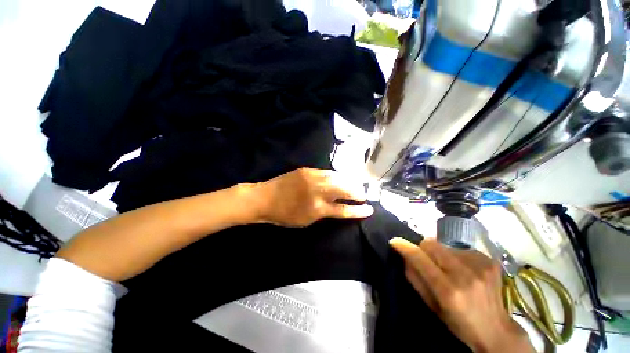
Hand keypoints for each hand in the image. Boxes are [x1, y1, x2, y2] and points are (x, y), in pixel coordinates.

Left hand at [252, 168, 373, 226]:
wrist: (264, 198)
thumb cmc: (284, 215)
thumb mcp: (306, 221)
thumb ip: (324, 213)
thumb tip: (338, 206)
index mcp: (317, 208)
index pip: (344, 209)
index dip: (358, 210)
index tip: (370, 209)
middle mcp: (318, 191)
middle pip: (344, 189)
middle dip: (357, 192)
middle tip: (363, 195)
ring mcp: (313, 177)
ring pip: (338, 177)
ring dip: (349, 182)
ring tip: (355, 185)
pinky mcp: (307, 170)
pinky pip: (327, 172)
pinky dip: (336, 176)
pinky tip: (340, 178)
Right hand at [389, 238, 533, 352]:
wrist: (497, 330)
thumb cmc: (459, 323)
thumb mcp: (432, 306)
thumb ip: (415, 279)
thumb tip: (405, 257)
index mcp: (449, 290)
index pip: (420, 258)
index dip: (405, 247)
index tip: (395, 241)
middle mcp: (465, 275)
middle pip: (432, 243)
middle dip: (424, 249)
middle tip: (427, 262)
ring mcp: (480, 266)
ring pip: (445, 245)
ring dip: (441, 254)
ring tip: (450, 270)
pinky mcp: (490, 261)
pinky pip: (461, 249)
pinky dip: (456, 256)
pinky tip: (464, 270)